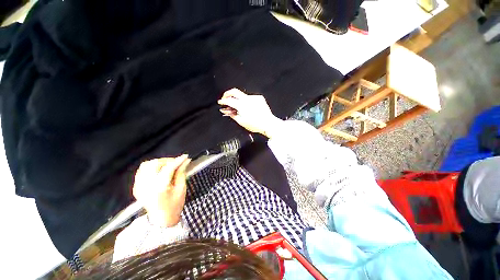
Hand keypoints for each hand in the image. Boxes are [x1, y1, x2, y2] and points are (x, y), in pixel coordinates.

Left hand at [133, 155, 190, 226]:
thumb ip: (181, 173)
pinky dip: (150, 167)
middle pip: (155, 164)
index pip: (168, 168)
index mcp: (159, 187)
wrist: (161, 220)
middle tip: (176, 162)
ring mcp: (139, 186)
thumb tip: (185, 161)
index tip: (185, 157)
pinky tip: (159, 170)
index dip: (178, 160)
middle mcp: (146, 185)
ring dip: (158, 162)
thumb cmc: (175, 205)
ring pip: (146, 165)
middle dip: (167, 160)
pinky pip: (141, 171)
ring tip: (167, 165)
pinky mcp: (136, 187)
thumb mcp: (181, 189)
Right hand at [218, 88, 283, 137]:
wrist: (268, 123)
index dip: (223, 100)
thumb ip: (232, 114)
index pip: (229, 100)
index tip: (220, 102)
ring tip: (239, 107)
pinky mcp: (259, 98)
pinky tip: (249, 107)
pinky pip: (250, 97)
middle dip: (227, 93)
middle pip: (234, 91)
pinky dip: (247, 101)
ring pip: (243, 95)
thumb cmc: (256, 125)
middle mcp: (247, 99)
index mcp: (242, 105)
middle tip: (225, 98)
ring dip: (238, 99)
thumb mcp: (241, 121)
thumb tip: (226, 110)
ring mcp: (254, 98)